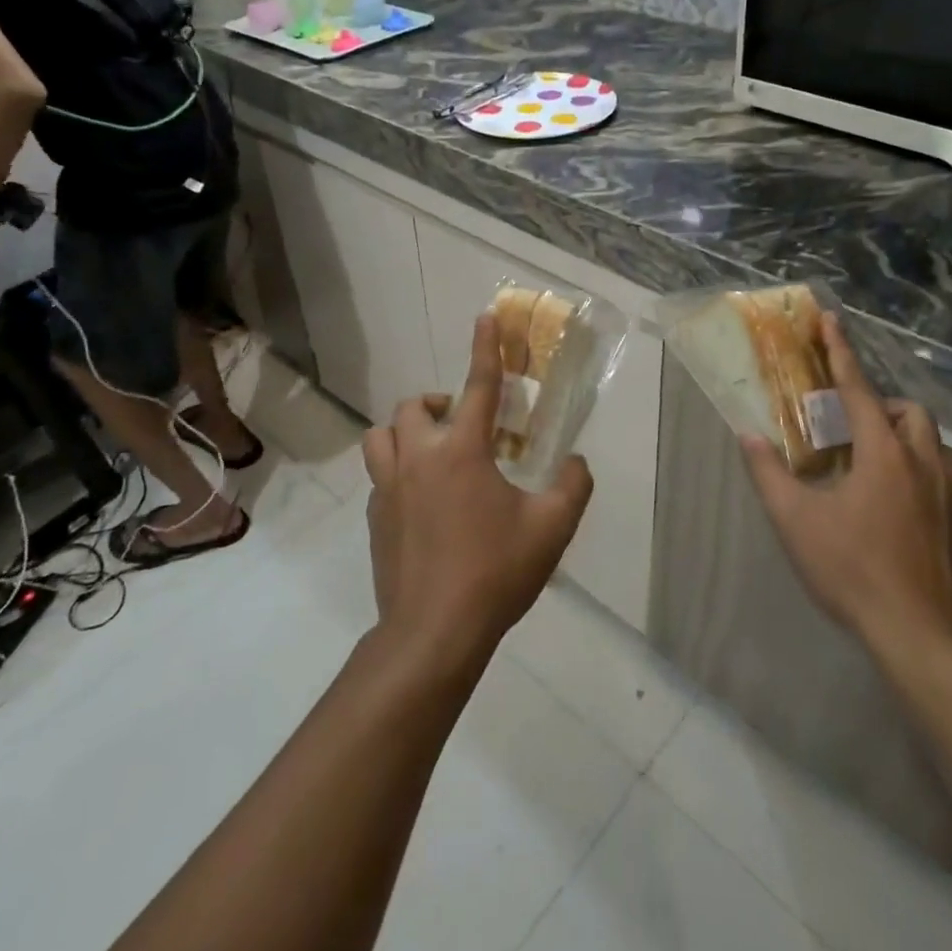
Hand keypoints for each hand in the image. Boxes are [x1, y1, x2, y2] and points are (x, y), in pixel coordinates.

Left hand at [361, 312, 593, 672]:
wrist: (432, 633)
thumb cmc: (494, 573)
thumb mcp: (551, 529)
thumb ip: (572, 487)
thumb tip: (577, 463)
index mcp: (462, 451)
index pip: (478, 385)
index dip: (485, 348)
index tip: (485, 317)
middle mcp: (419, 457)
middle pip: (415, 405)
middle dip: (439, 404)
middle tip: (464, 425)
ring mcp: (389, 487)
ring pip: (382, 435)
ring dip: (406, 432)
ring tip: (431, 452)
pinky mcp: (374, 517)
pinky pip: (379, 475)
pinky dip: (397, 471)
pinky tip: (421, 501)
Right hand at [741, 312, 951, 667]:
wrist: (916, 631)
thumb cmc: (851, 568)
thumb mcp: (795, 519)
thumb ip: (769, 473)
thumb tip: (748, 436)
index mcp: (882, 453)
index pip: (858, 389)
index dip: (841, 352)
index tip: (831, 319)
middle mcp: (920, 461)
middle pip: (906, 410)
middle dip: (877, 402)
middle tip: (844, 422)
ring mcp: (944, 491)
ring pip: (930, 438)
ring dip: (901, 430)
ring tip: (868, 452)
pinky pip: (939, 467)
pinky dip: (916, 459)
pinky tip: (892, 489)